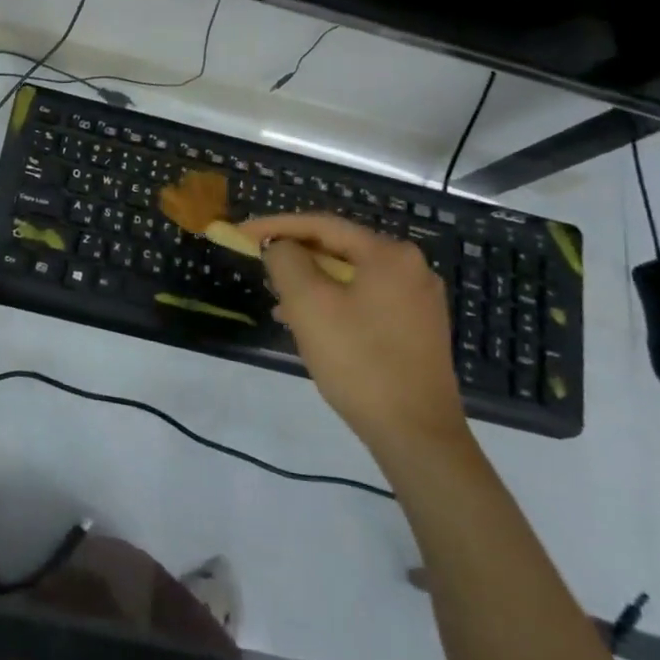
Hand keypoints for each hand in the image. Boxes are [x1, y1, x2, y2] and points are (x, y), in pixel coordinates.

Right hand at [239, 212, 467, 456]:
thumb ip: (286, 261)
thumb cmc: (359, 362)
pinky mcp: (417, 327)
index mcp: (389, 254)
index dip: (276, 225)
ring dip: (311, 283)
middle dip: (295, 256)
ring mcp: (418, 299)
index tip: (241, 233)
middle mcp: (411, 267)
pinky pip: (365, 299)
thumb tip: (280, 246)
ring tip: (278, 301)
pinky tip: (309, 324)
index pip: (322, 224)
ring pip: (350, 276)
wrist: (417, 434)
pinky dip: (333, 303)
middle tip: (259, 265)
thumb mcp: (309, 305)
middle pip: (339, 248)